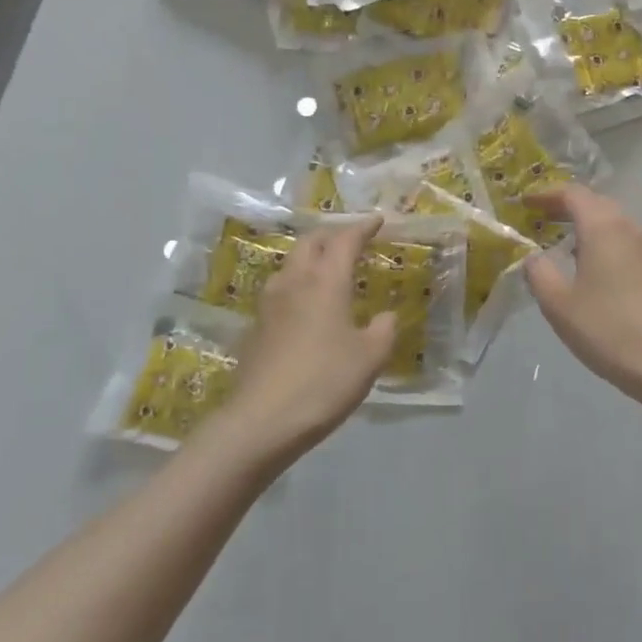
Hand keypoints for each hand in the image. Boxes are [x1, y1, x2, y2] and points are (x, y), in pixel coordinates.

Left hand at [202, 217, 396, 467]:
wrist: (262, 420)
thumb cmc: (324, 382)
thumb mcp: (370, 358)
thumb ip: (383, 330)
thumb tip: (385, 316)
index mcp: (325, 282)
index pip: (344, 240)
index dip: (362, 227)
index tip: (378, 220)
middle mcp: (294, 282)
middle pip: (310, 242)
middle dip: (332, 235)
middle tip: (351, 239)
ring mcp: (269, 304)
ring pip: (290, 264)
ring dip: (311, 257)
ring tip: (328, 268)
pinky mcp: (256, 327)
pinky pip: (281, 290)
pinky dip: (298, 284)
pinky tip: (307, 305)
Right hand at [523, 186, 641, 409]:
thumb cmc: (609, 329)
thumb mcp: (559, 305)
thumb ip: (540, 273)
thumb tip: (535, 257)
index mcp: (604, 228)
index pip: (573, 194)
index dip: (546, 194)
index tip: (525, 203)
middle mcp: (632, 229)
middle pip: (597, 206)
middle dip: (568, 210)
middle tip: (542, 221)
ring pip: (616, 227)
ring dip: (590, 230)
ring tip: (567, 250)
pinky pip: (629, 248)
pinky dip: (607, 249)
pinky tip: (598, 276)